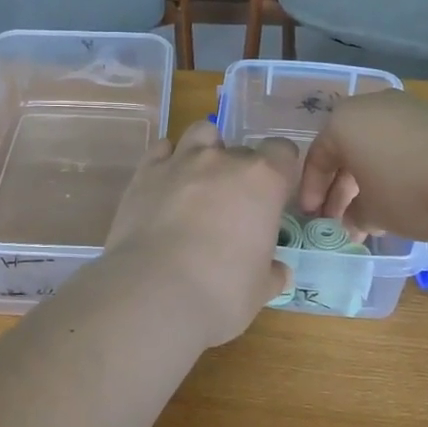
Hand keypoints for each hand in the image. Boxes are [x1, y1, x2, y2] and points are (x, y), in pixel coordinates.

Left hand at [103, 121, 298, 346]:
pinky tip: (168, 183)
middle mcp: (223, 161)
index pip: (282, 152)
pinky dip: (169, 159)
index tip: (274, 196)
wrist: (154, 292)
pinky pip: (162, 148)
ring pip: (201, 133)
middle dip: (241, 172)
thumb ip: (271, 272)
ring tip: (201, 182)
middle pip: (242, 151)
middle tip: (234, 207)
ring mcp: (181, 161)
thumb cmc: (222, 292)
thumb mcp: (260, 288)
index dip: (280, 171)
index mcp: (262, 181)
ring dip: (206, 150)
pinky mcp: (145, 172)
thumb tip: (278, 272)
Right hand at [298, 91, 427, 241]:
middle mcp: (371, 107)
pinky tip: (407, 196)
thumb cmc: (411, 189)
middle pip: (347, 150)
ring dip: (371, 180)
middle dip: (342, 188)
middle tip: (341, 220)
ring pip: (377, 147)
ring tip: (375, 214)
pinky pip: (405, 145)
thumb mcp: (375, 213)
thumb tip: (353, 221)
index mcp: (343, 123)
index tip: (314, 217)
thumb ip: (356, 216)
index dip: (312, 191)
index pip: (317, 157)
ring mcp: (408, 108)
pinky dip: (398, 169)